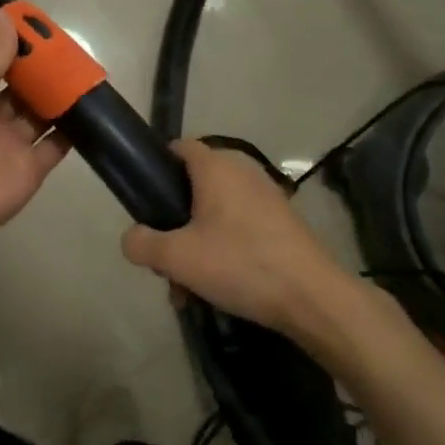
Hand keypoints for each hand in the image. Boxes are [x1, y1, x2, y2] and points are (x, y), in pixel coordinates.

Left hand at [0, 10, 70, 257]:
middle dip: (46, 73)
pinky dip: (73, 131)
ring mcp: (12, 145)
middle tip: (77, 53)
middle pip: (24, 90)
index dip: (22, 48)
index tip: (48, 30)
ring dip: (62, 98)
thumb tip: (1, 13)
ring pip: (42, 115)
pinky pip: (56, 146)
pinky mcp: (32, 170)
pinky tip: (95, 112)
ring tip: (91, 76)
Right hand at [121, 139, 359, 342]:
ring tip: (188, 287)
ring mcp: (266, 197)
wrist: (312, 297)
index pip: (179, 147)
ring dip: (196, 245)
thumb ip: (142, 243)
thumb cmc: (240, 264)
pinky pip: (238, 228)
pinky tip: (218, 288)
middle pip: (193, 187)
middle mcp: (242, 172)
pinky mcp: (281, 222)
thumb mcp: (176, 258)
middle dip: (173, 224)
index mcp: (216, 168)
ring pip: (215, 214)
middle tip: (165, 259)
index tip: (144, 200)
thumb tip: (132, 238)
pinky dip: (222, 251)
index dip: (157, 167)